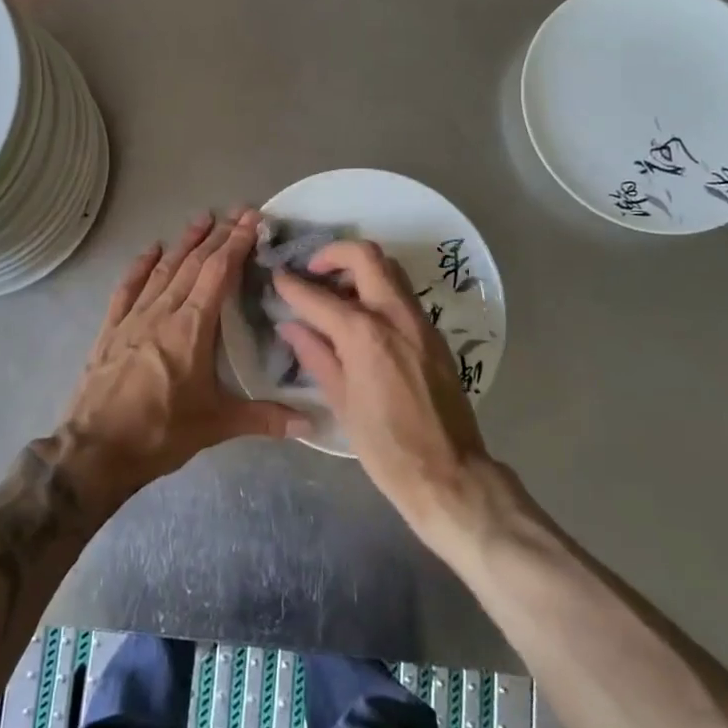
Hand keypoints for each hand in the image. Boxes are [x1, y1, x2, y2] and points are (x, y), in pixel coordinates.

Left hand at [58, 209, 311, 506]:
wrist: (95, 450)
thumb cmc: (160, 433)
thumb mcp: (217, 425)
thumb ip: (265, 418)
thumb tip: (312, 425)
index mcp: (192, 328)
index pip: (218, 273)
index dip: (236, 243)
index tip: (251, 220)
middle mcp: (163, 312)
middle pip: (193, 264)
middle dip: (217, 236)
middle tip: (236, 212)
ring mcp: (133, 317)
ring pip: (164, 270)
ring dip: (185, 243)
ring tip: (202, 219)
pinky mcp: (111, 329)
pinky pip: (128, 288)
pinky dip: (141, 266)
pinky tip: (152, 250)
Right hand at [273, 241, 493, 536]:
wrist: (449, 473)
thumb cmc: (385, 447)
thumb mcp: (341, 402)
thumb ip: (316, 356)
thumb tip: (292, 327)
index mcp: (364, 334)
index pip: (319, 296)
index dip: (292, 285)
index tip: (277, 277)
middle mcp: (394, 315)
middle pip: (366, 256)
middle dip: (334, 253)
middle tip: (313, 271)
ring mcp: (420, 321)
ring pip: (390, 269)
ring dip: (359, 269)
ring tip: (335, 293)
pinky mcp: (434, 334)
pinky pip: (402, 294)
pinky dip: (378, 290)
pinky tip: (362, 318)